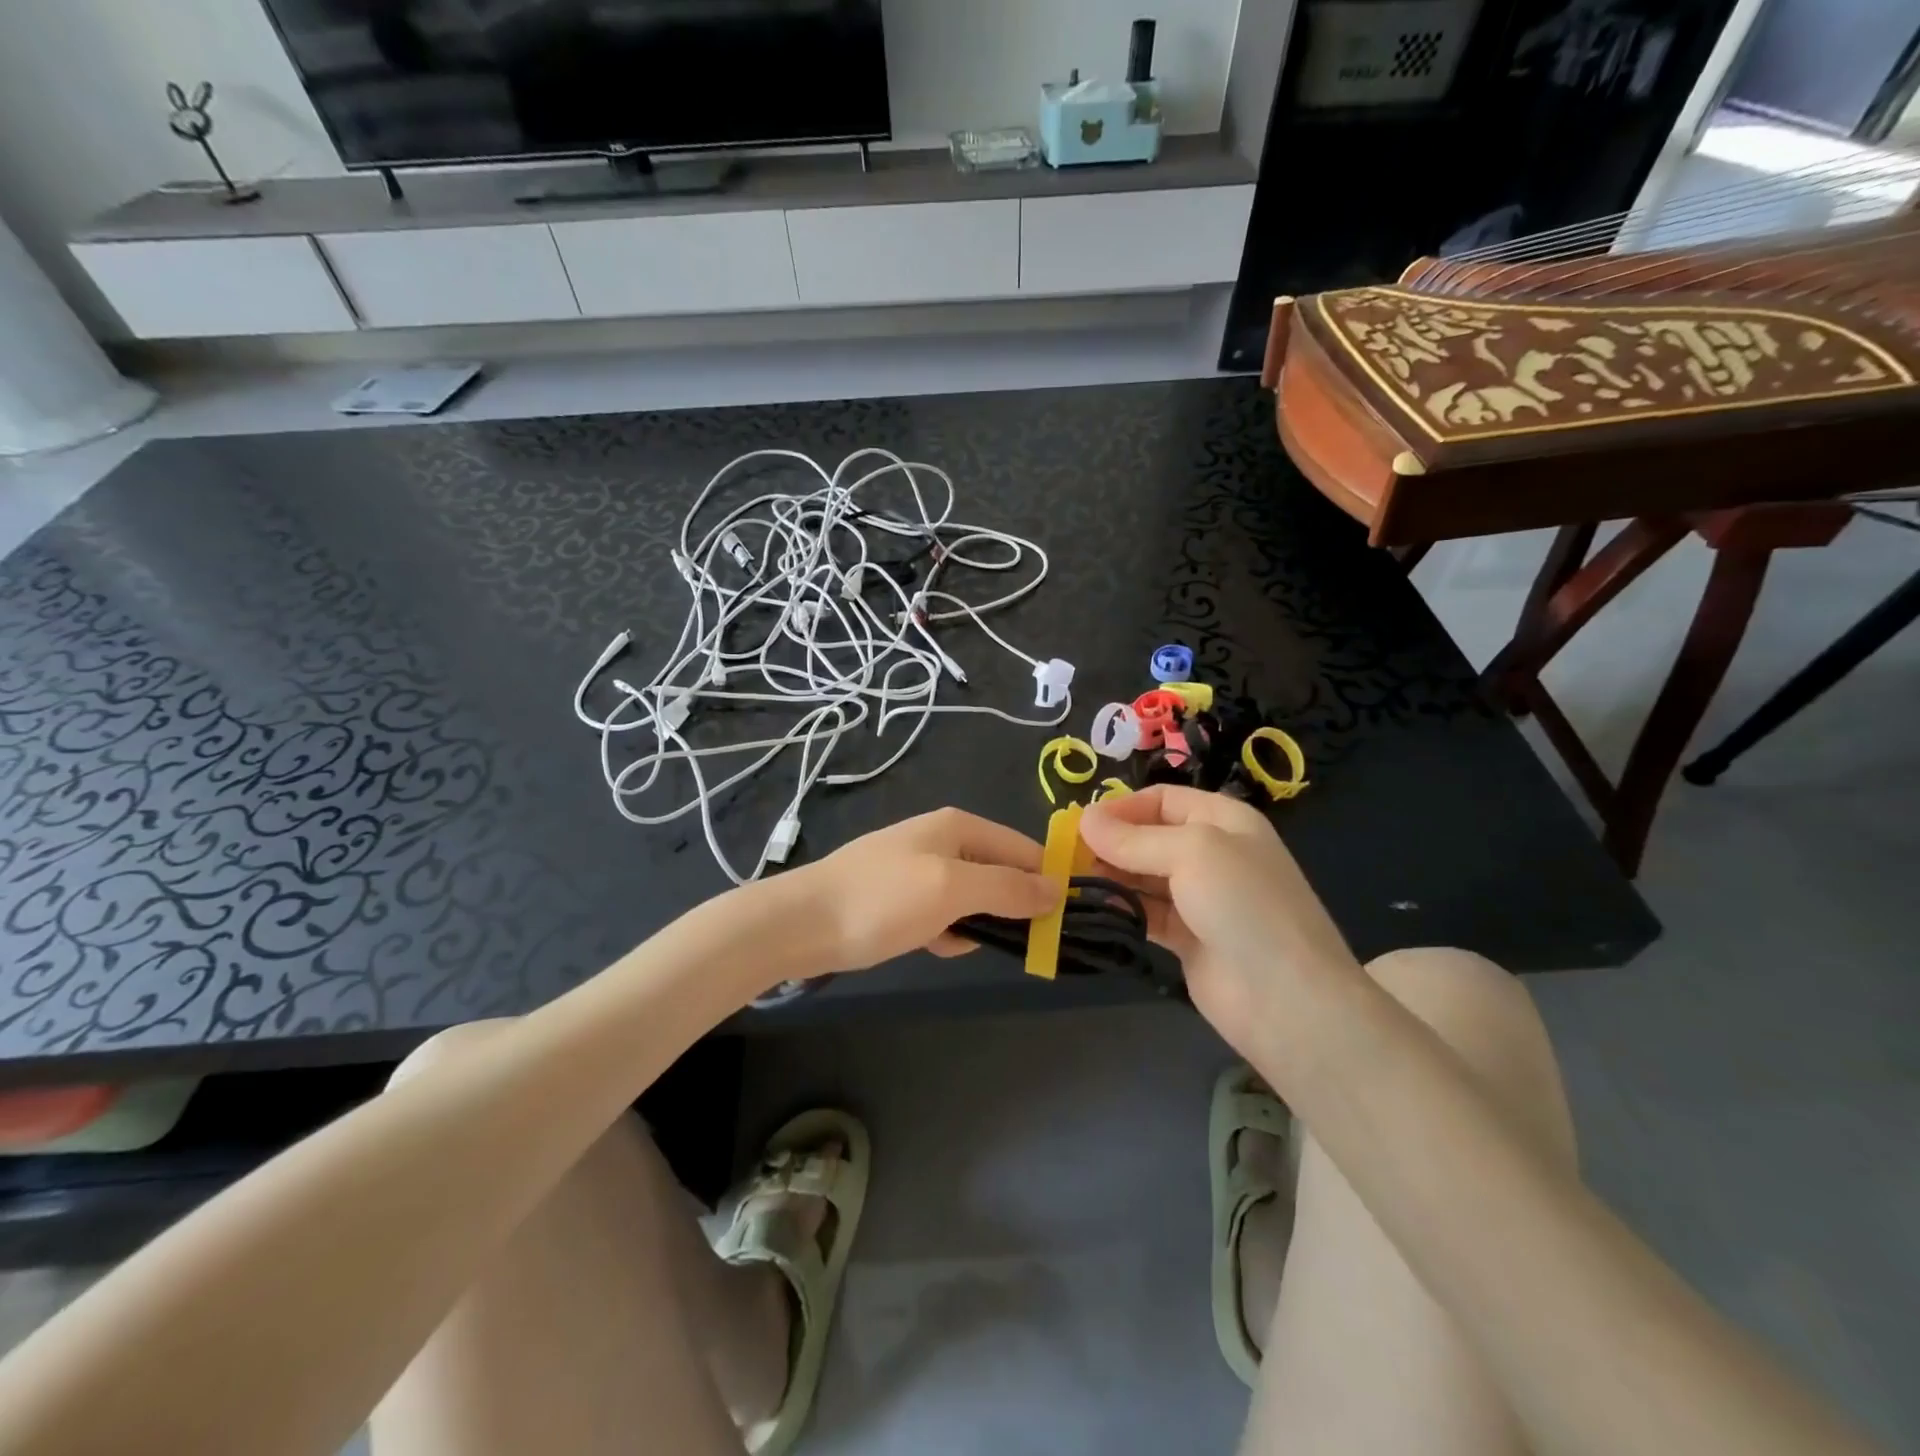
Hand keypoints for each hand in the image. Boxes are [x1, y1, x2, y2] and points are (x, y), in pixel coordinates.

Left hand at [797, 807, 1060, 970]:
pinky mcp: (899, 896)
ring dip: (974, 922)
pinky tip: (933, 945)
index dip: (1046, 880)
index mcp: (958, 826)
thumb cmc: (882, 900)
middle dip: (1009, 906)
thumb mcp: (952, 889)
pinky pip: (942, 911)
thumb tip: (1057, 889)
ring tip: (958, 942)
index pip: (1023, 848)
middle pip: (999, 871)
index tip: (1064, 921)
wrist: (801, 923)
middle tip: (1017, 942)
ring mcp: (918, 868)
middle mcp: (942, 839)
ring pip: (971, 896)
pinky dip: (945, 929)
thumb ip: (1007, 887)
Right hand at [1079, 785, 1360, 1062]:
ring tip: (1070, 880)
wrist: (1288, 999)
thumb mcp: (1192, 853)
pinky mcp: (1188, 938)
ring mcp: (1201, 898)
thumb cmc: (1245, 905)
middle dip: (1110, 842)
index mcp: (1224, 820)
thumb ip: (1134, 838)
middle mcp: (1213, 853)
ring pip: (1144, 876)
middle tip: (1066, 855)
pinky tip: (1092, 907)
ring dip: (1110, 875)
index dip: (1122, 807)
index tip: (1080, 824)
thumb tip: (1083, 819)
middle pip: (1149, 836)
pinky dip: (1121, 907)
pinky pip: (1146, 912)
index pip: (1163, 799)